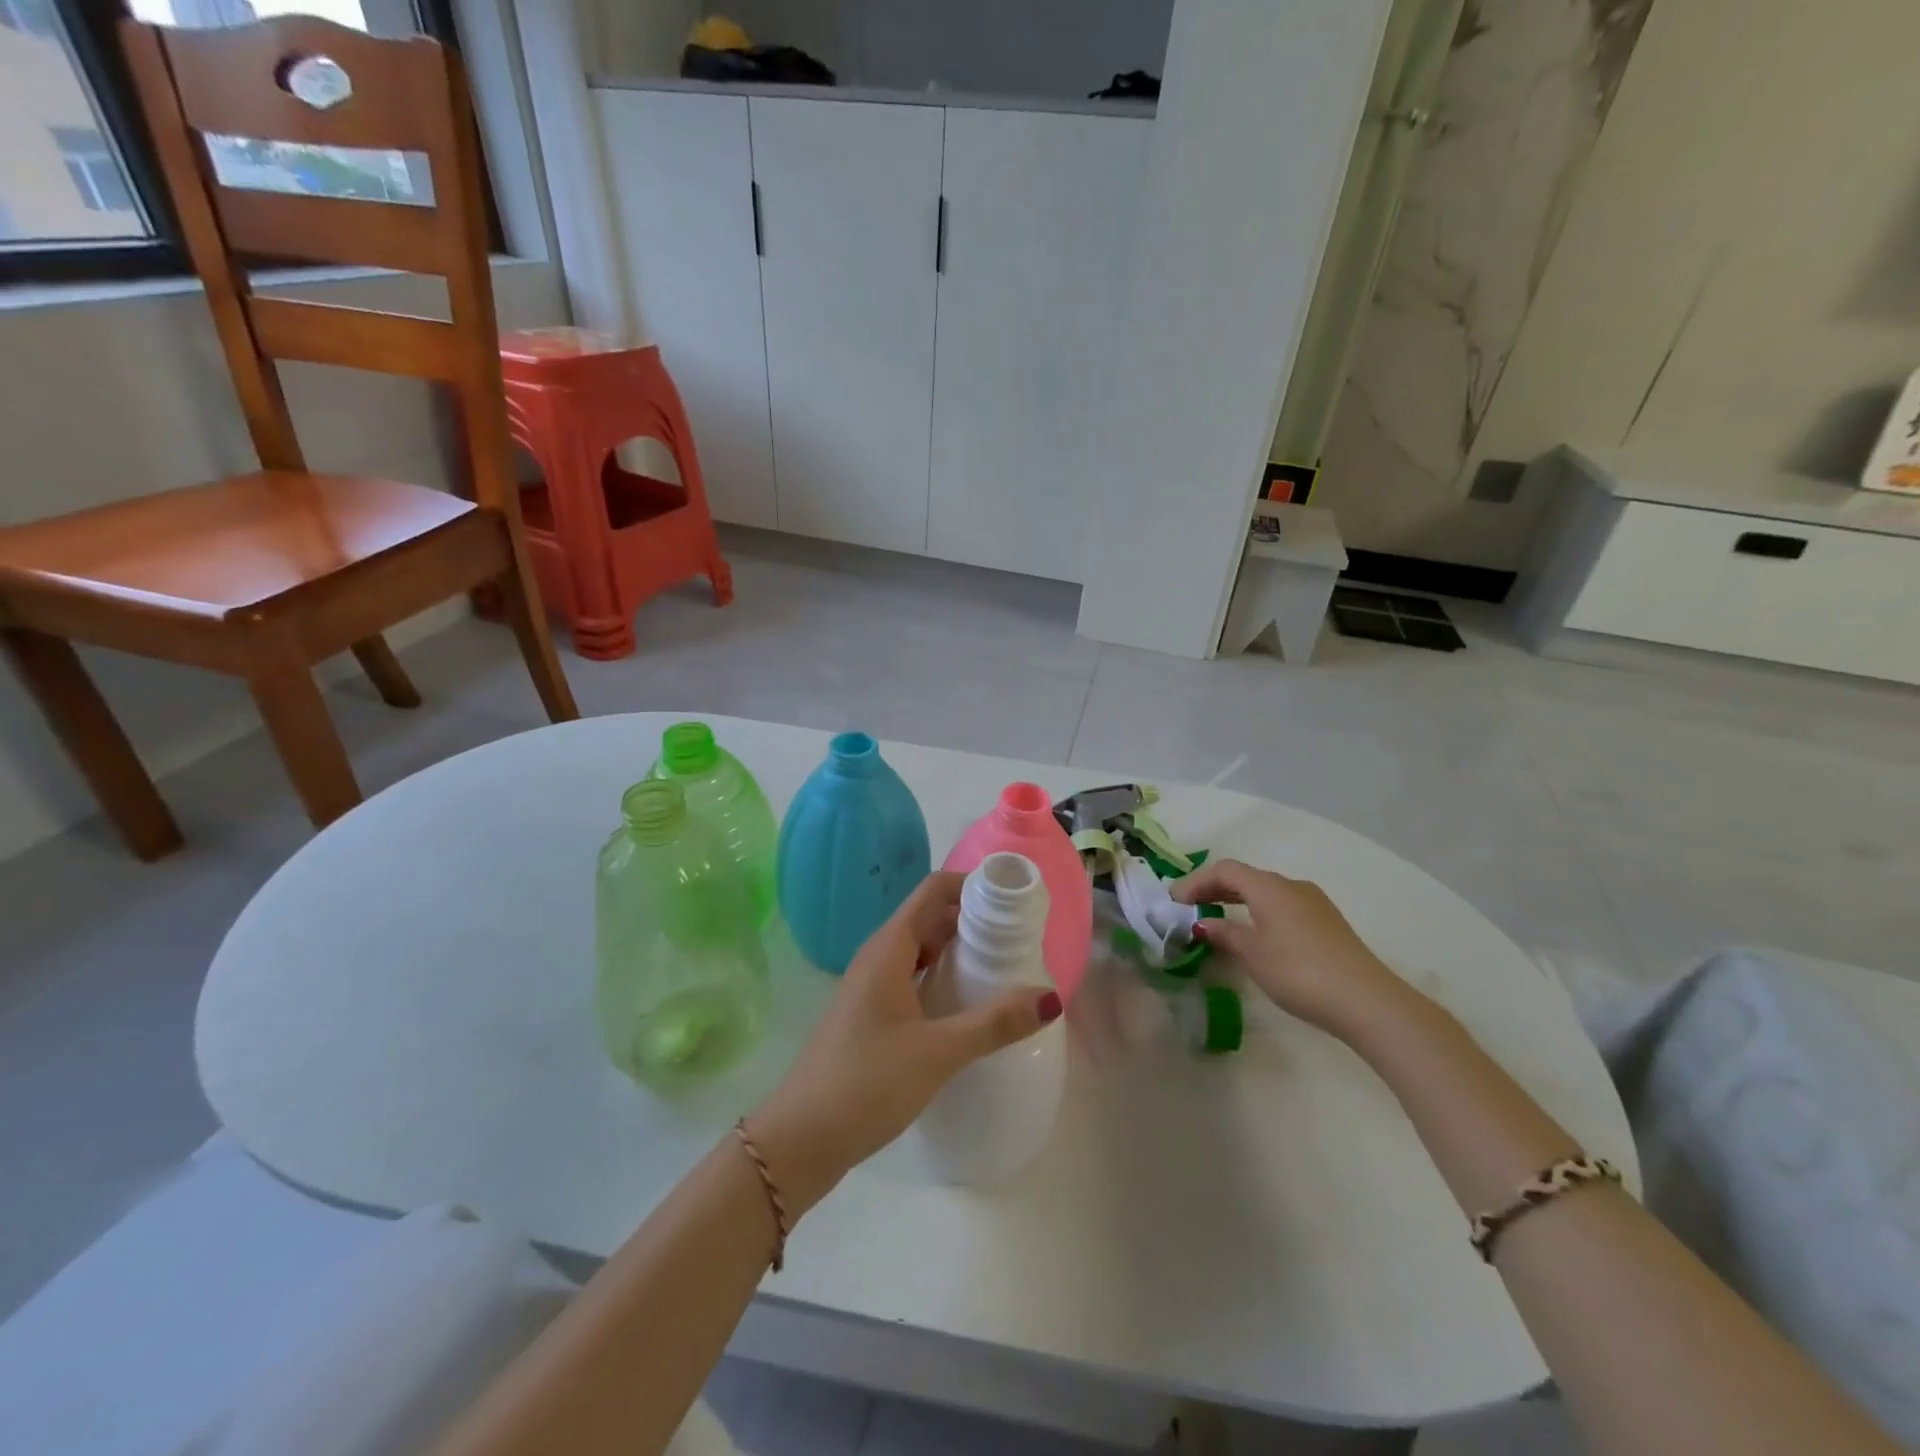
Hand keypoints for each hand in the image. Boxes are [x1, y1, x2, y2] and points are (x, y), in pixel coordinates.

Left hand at [747, 872, 1061, 1216]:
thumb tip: (1050, 997)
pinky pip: (913, 979)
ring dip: (958, 951)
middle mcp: (878, 957)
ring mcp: (871, 988)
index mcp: (889, 949)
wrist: (798, 1140)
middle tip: (1020, 935)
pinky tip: (967, 1007)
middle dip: (973, 918)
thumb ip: (993, 1023)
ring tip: (1004, 967)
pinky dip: (942, 979)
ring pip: (921, 951)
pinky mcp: (870, 1016)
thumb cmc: (865, 1084)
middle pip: (930, 918)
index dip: (972, 884)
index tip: (1013, 897)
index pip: (933, 891)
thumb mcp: (937, 1052)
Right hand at [1172, 859, 1409, 1041]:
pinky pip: (1282, 907)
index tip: (1174, 902)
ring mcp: (1314, 904)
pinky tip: (1253, 936)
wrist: (1367, 1002)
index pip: (1224, 870)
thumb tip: (1204, 923)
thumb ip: (1225, 934)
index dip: (1196, 881)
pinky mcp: (1327, 924)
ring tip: (1216, 922)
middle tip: (1189, 909)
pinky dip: (1258, 913)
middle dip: (1214, 890)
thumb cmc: (1300, 972)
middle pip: (1245, 878)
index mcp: (1270, 887)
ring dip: (1237, 902)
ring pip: (1265, 893)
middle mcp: (1292, 886)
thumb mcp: (1253, 954)